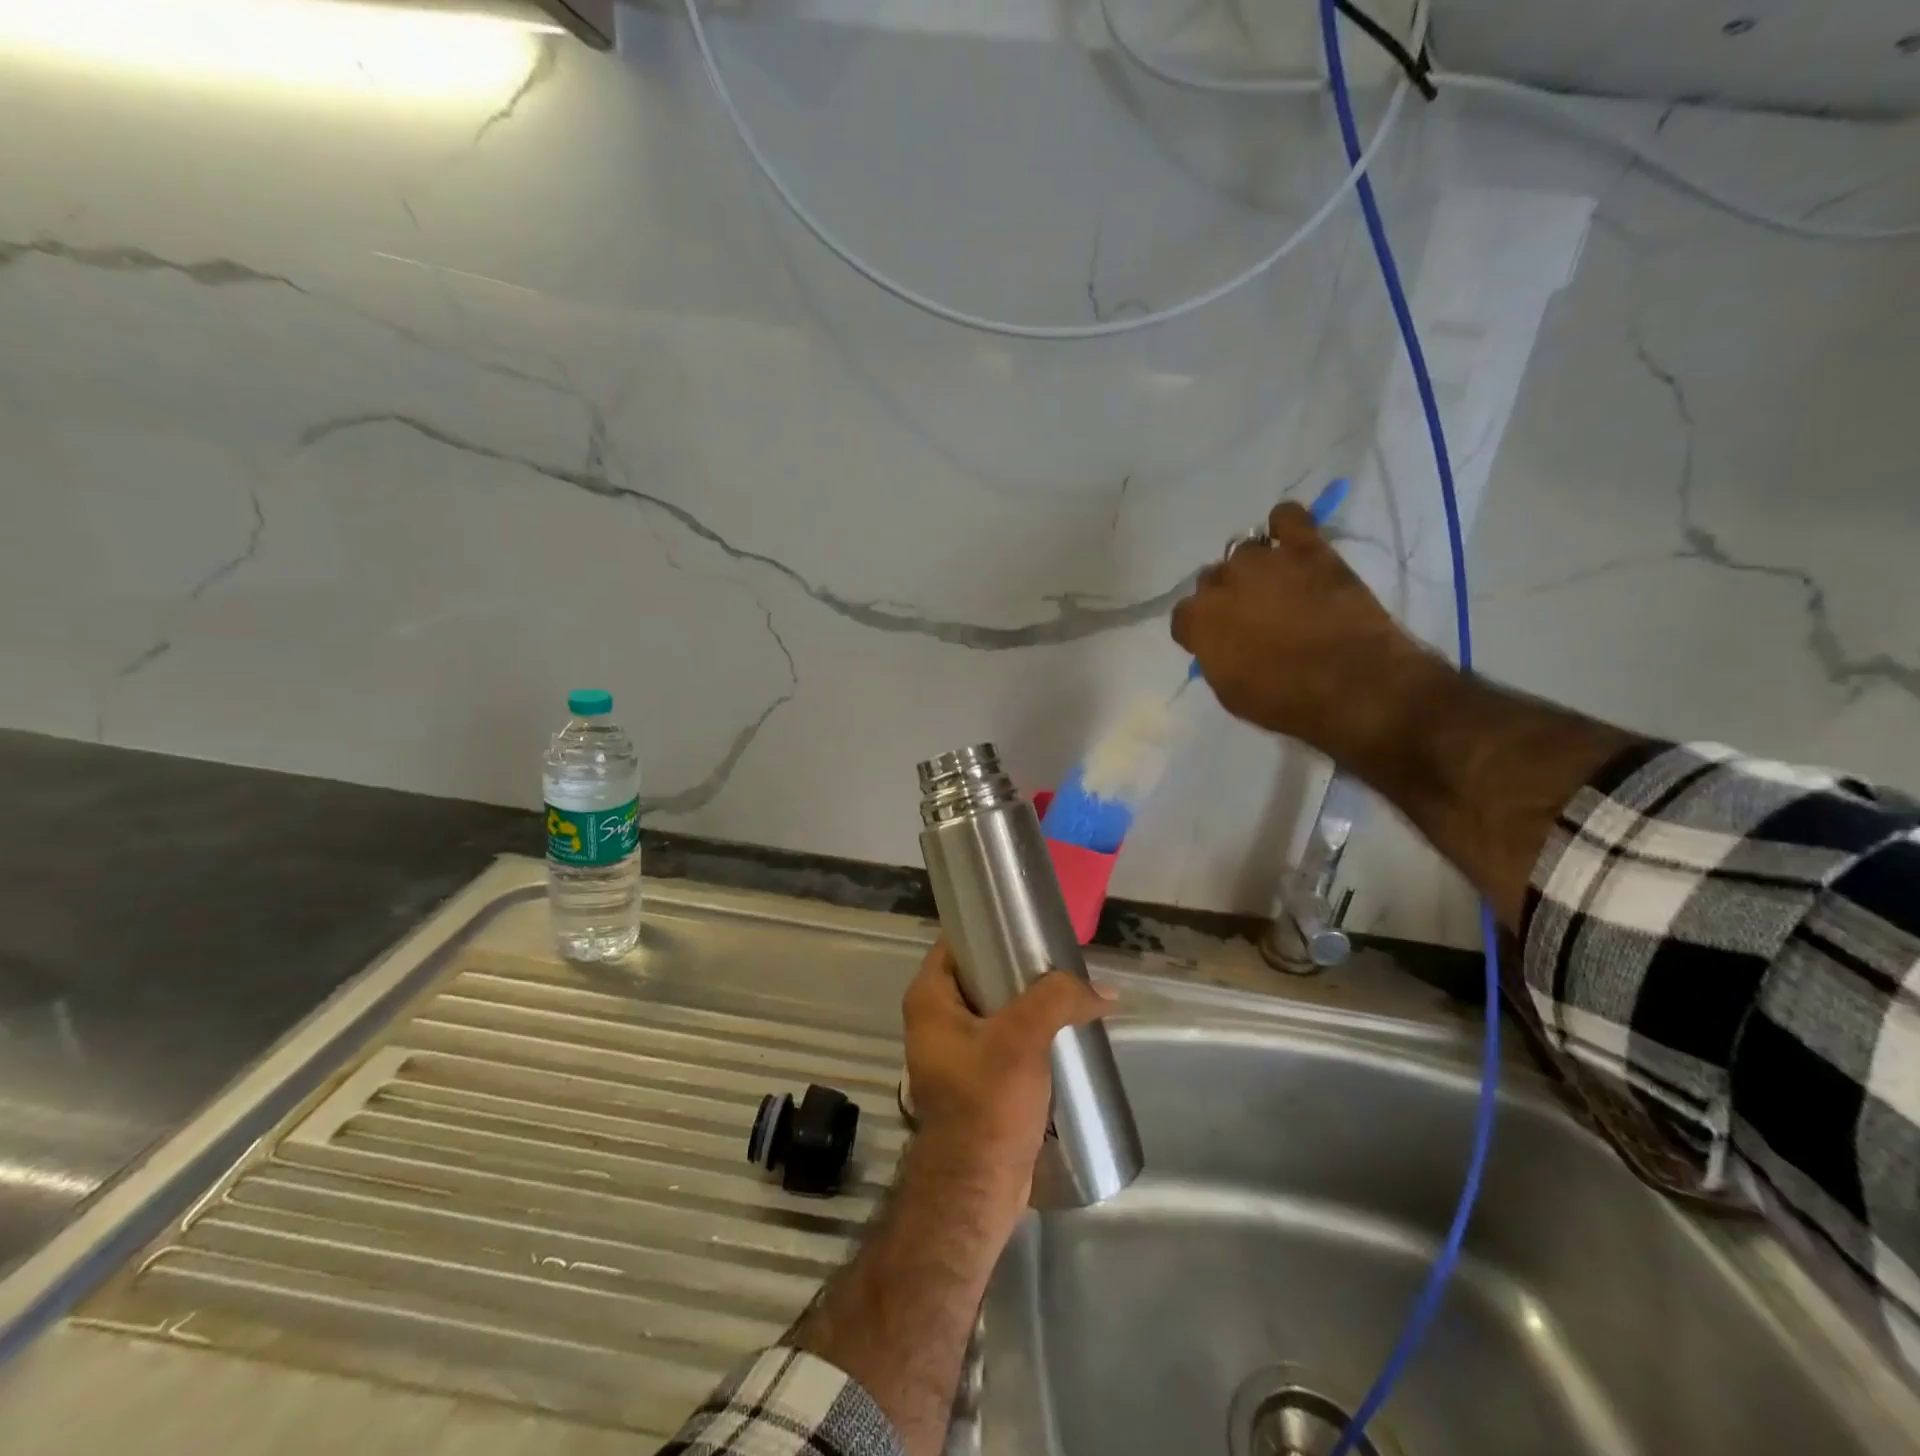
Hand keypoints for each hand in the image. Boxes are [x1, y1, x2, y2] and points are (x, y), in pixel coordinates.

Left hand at [901, 940, 1113, 1222]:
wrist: (977, 1188)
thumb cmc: (987, 1102)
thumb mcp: (1023, 1038)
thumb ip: (1059, 999)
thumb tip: (1105, 992)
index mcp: (929, 1000)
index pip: (957, 943)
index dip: (990, 928)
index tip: (1029, 924)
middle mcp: (934, 1021)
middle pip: (979, 975)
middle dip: (1018, 968)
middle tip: (1059, 960)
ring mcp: (953, 1053)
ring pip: (995, 1010)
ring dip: (1028, 1004)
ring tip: (1069, 993)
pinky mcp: (975, 1081)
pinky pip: (1002, 1041)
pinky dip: (1028, 1034)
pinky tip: (1062, 1032)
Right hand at [1172, 500, 1428, 754]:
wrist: (1352, 685)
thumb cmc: (1285, 701)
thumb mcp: (1231, 692)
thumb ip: (1216, 658)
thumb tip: (1219, 643)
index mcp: (1199, 621)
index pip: (1183, 615)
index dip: (1199, 629)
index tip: (1216, 641)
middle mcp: (1222, 583)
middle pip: (1211, 579)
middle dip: (1225, 596)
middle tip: (1251, 616)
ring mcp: (1265, 561)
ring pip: (1243, 551)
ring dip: (1253, 568)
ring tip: (1275, 585)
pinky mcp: (1308, 549)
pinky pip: (1287, 517)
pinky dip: (1285, 525)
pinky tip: (1291, 540)